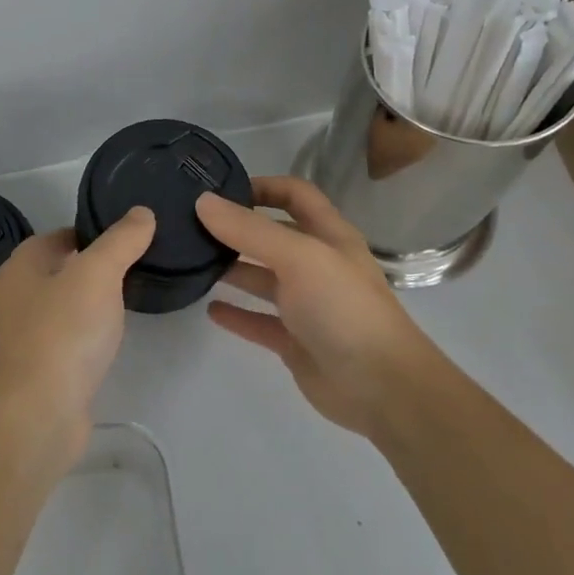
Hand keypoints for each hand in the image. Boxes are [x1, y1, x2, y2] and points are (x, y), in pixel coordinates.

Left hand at [0, 208, 156, 451]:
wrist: (37, 414)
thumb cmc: (63, 333)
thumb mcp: (98, 274)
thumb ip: (121, 241)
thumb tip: (141, 213)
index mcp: (21, 266)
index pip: (60, 235)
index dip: (93, 232)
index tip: (130, 238)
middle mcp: (16, 296)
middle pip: (61, 269)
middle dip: (95, 267)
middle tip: (138, 267)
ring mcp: (24, 335)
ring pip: (64, 306)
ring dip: (92, 302)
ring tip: (131, 300)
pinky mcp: (38, 369)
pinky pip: (67, 339)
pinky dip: (88, 334)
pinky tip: (110, 340)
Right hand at [196, 177, 440, 438]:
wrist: (381, 388)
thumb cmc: (343, 308)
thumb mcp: (298, 257)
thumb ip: (249, 230)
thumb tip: (202, 202)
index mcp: (329, 237)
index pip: (296, 195)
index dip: (263, 187)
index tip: (220, 191)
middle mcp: (318, 266)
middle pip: (273, 236)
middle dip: (237, 228)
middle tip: (192, 226)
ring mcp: (307, 305)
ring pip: (263, 278)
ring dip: (232, 269)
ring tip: (193, 262)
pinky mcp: (295, 341)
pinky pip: (259, 321)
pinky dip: (236, 314)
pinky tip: (210, 308)